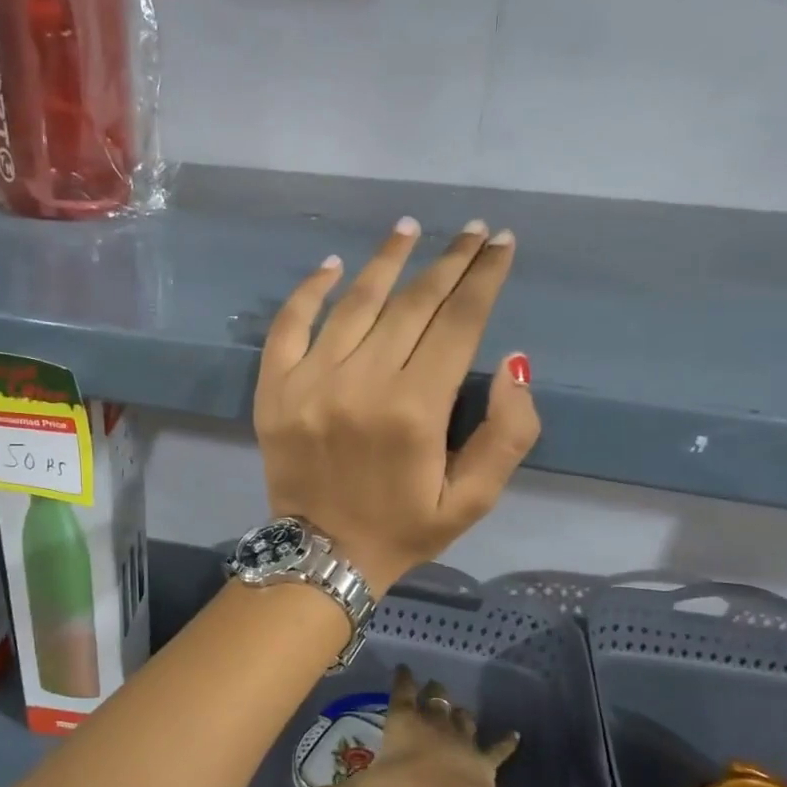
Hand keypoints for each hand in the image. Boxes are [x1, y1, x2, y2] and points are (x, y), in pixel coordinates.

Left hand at [254, 217, 539, 592]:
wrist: (321, 558)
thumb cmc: (403, 529)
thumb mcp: (474, 500)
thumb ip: (507, 434)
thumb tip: (513, 362)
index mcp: (414, 410)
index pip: (458, 322)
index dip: (484, 278)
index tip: (501, 244)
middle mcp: (361, 383)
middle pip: (412, 303)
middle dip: (448, 261)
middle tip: (472, 231)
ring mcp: (310, 382)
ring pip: (354, 302)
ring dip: (387, 260)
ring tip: (410, 228)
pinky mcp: (274, 390)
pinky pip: (289, 325)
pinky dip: (309, 290)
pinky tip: (333, 264)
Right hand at [290, 666, 518, 786]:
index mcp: (404, 723)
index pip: (401, 692)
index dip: (402, 678)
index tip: (403, 667)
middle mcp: (433, 723)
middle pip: (434, 698)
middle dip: (432, 690)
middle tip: (431, 685)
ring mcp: (462, 739)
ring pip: (462, 717)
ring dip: (459, 712)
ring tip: (457, 708)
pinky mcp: (484, 759)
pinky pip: (497, 747)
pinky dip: (506, 741)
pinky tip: (515, 734)